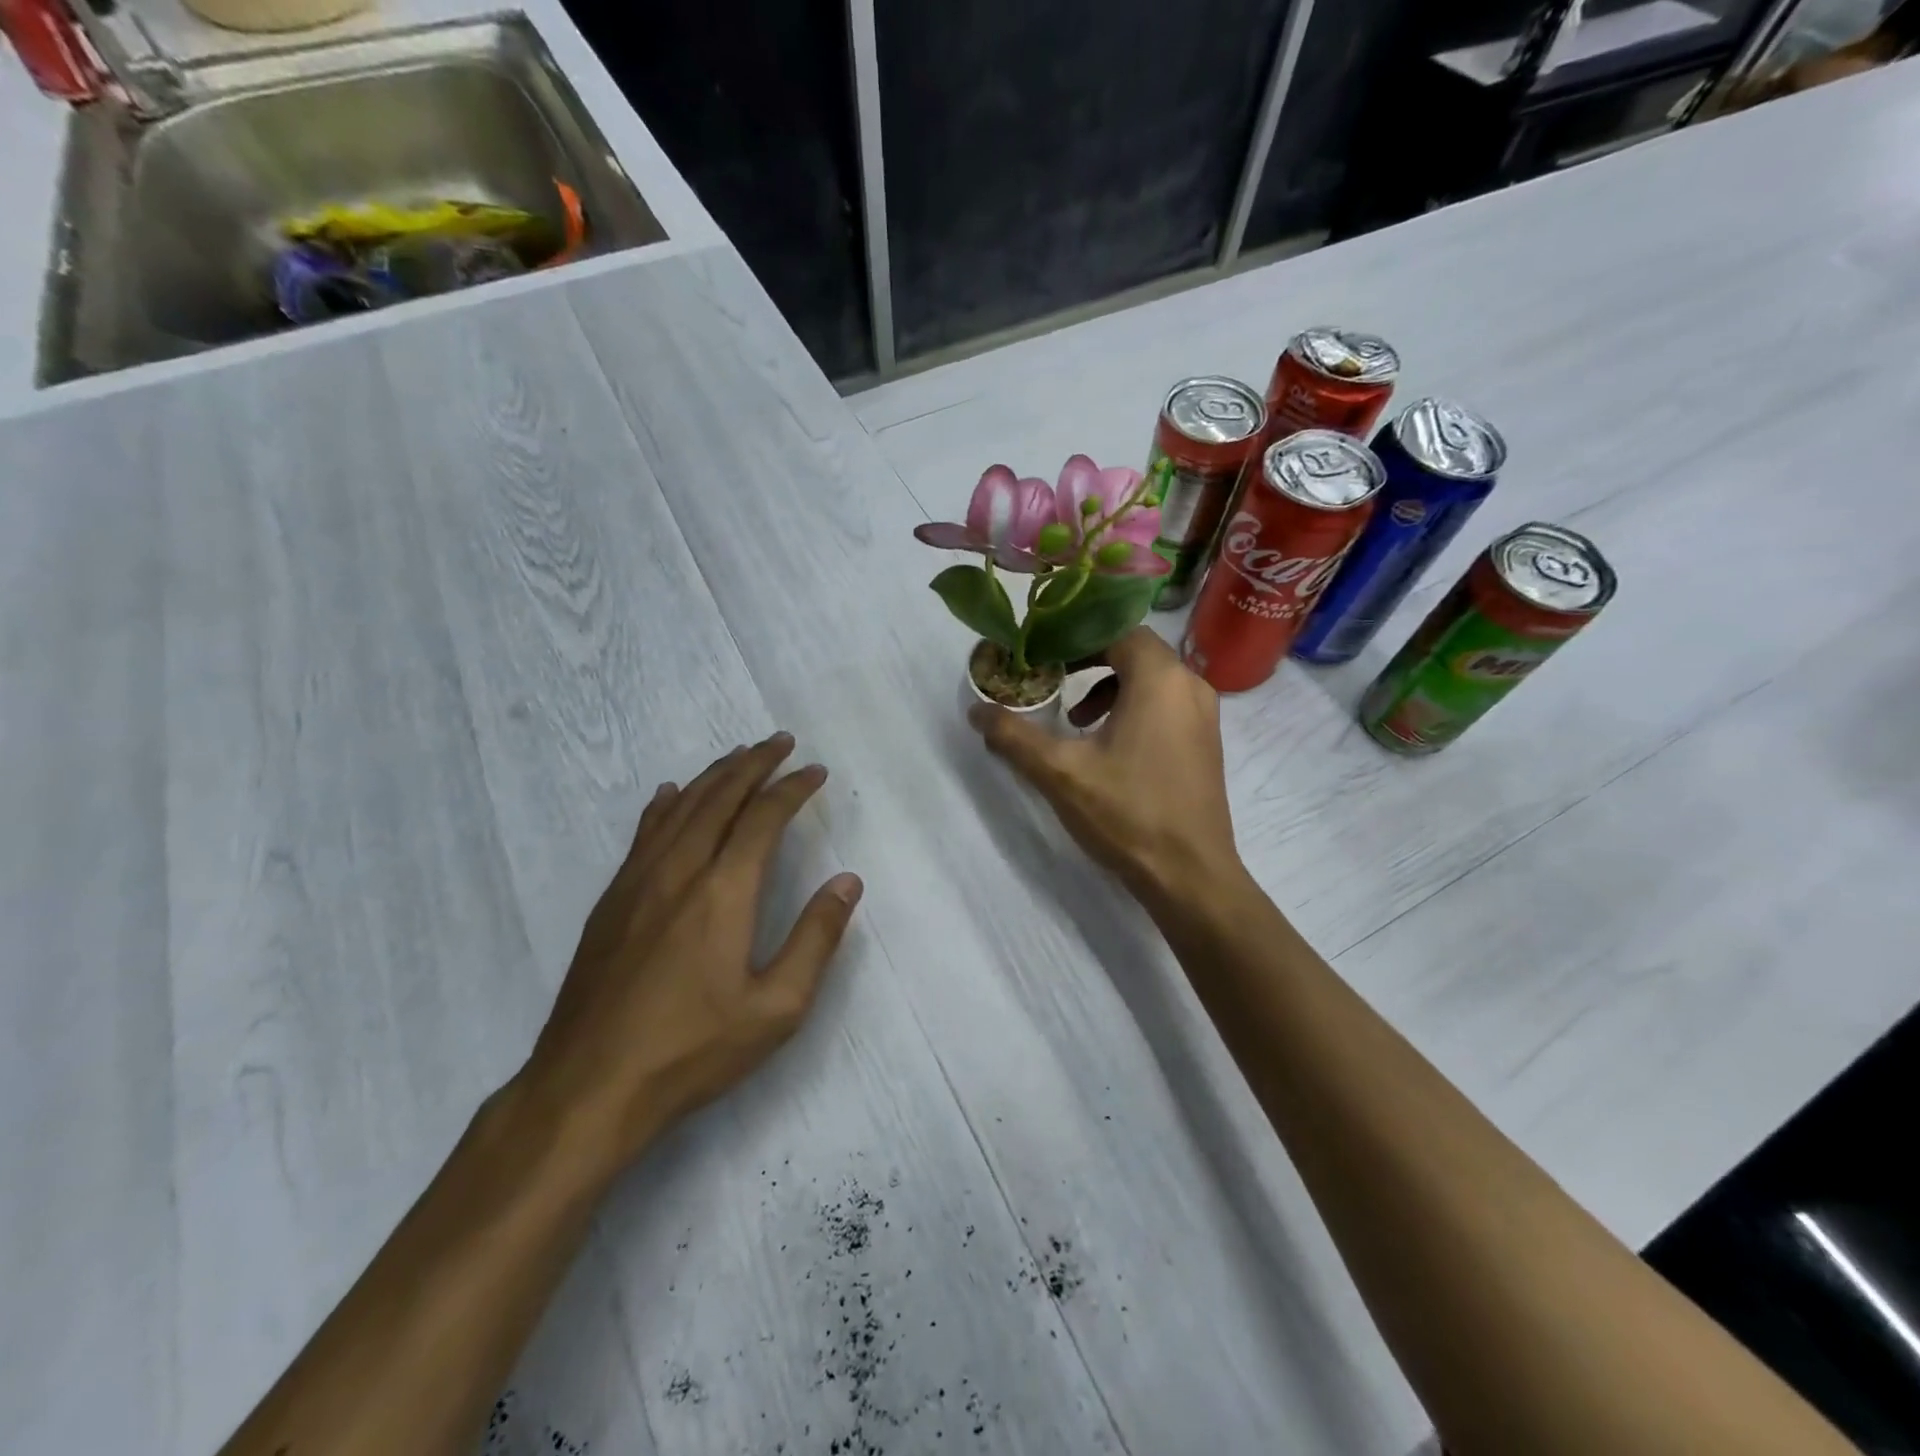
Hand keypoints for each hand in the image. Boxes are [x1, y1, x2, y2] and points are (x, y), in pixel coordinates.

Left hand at [516, 734, 862, 1173]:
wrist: (588, 1087)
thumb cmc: (692, 1049)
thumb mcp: (776, 1008)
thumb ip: (816, 938)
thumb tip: (847, 881)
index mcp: (723, 891)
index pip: (764, 818)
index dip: (793, 788)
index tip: (815, 771)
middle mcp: (679, 870)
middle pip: (720, 798)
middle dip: (754, 764)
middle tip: (781, 742)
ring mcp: (638, 882)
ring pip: (681, 808)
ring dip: (714, 775)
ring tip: (739, 756)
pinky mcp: (611, 901)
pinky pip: (643, 834)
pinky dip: (664, 805)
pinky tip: (671, 794)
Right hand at [967, 627, 1243, 912]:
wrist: (1191, 875)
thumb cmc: (1127, 814)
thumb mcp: (1060, 773)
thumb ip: (1014, 736)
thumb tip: (976, 711)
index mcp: (1159, 678)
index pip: (1114, 628)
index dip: (1073, 635)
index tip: (1039, 652)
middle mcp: (1189, 685)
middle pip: (1132, 650)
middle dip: (1087, 660)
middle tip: (1050, 679)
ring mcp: (1204, 714)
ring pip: (1149, 678)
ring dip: (1107, 687)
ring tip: (1074, 720)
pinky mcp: (1205, 741)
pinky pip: (1164, 703)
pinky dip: (1131, 708)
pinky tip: (1107, 746)